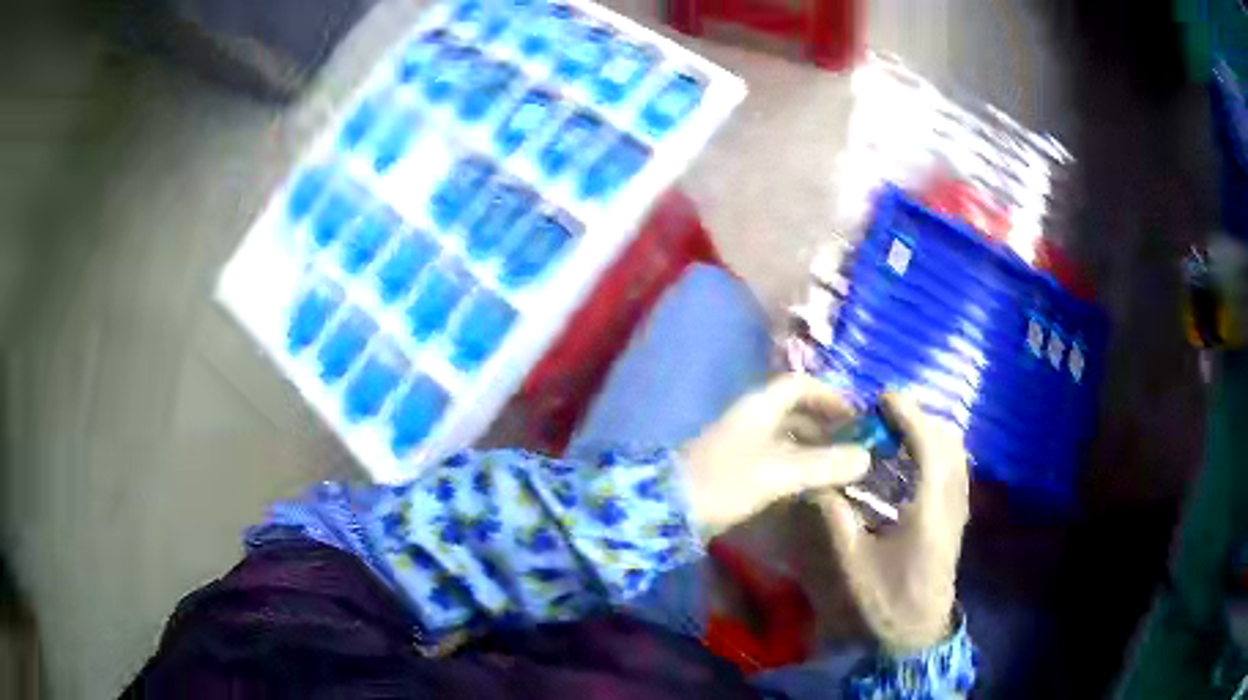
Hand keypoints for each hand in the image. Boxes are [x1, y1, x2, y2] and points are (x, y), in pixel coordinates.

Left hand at [681, 373, 871, 537]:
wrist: (669, 509)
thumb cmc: (726, 481)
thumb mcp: (780, 472)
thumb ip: (824, 464)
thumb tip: (865, 457)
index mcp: (760, 407)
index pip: (800, 385)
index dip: (830, 395)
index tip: (855, 416)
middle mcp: (752, 418)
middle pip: (795, 411)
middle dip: (826, 424)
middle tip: (854, 445)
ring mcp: (741, 444)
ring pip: (786, 436)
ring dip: (813, 447)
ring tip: (840, 467)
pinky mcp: (736, 469)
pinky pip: (775, 458)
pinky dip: (797, 465)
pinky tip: (812, 485)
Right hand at [813, 393, 969, 653]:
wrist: (916, 633)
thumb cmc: (884, 601)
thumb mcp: (852, 562)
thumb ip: (835, 517)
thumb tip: (818, 479)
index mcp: (929, 511)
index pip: (929, 446)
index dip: (909, 415)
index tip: (882, 398)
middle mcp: (952, 502)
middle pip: (949, 441)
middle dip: (920, 417)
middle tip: (884, 415)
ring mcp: (959, 509)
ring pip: (955, 453)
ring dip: (929, 432)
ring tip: (895, 432)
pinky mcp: (957, 517)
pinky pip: (954, 467)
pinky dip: (935, 450)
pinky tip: (909, 461)